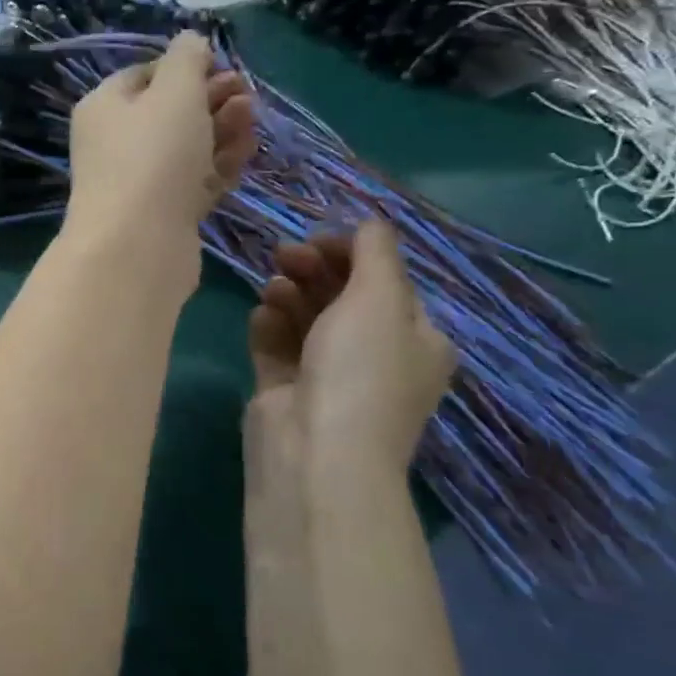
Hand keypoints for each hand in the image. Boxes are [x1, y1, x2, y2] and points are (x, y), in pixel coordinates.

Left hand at [63, 32, 254, 292]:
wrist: (138, 245)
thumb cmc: (153, 155)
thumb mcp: (174, 90)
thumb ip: (186, 59)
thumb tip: (190, 38)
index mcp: (104, 107)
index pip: (143, 76)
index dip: (182, 67)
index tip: (219, 66)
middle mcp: (115, 144)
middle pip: (168, 112)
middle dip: (210, 98)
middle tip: (245, 92)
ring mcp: (139, 183)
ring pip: (185, 148)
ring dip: (220, 129)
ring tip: (251, 116)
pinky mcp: (163, 215)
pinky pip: (194, 181)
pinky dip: (219, 164)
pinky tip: (246, 149)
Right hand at [248, 221, 455, 477]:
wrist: (316, 453)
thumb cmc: (361, 370)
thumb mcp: (381, 299)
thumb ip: (376, 253)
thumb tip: (372, 223)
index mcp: (414, 339)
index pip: (385, 282)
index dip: (353, 253)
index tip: (319, 237)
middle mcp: (374, 356)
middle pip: (342, 297)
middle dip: (315, 269)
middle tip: (286, 255)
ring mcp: (327, 376)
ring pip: (305, 319)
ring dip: (289, 293)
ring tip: (273, 287)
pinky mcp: (285, 390)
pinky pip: (276, 345)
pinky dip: (268, 325)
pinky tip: (261, 315)